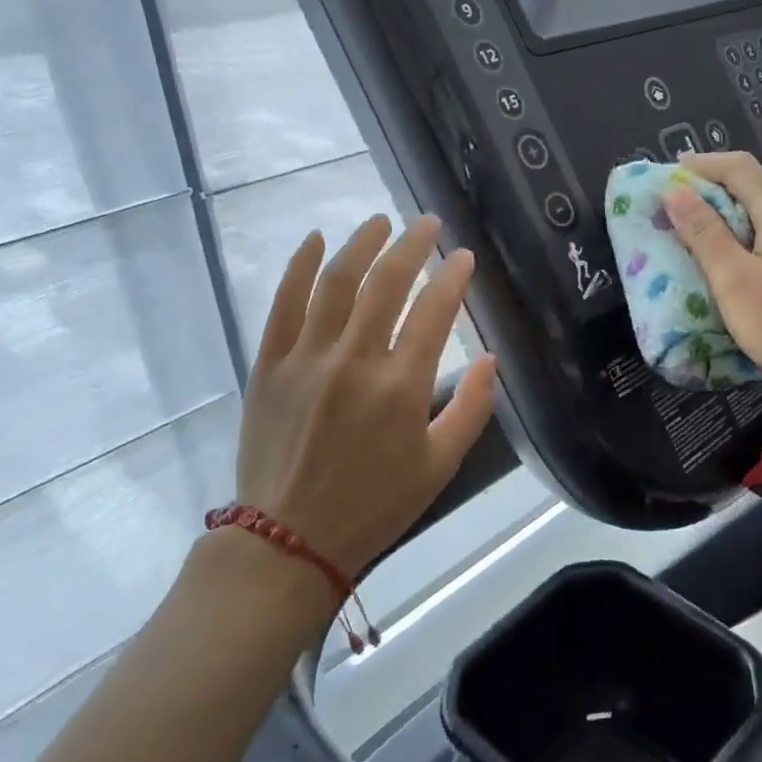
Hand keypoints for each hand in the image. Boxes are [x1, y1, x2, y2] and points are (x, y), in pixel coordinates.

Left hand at [232, 214, 496, 579]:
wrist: (290, 539)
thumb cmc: (374, 505)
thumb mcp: (440, 465)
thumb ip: (473, 409)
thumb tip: (492, 358)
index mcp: (402, 386)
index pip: (434, 311)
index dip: (452, 277)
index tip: (463, 257)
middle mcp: (355, 360)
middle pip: (386, 283)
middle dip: (412, 245)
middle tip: (426, 224)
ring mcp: (307, 358)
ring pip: (336, 282)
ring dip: (361, 244)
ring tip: (380, 222)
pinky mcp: (269, 364)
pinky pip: (283, 303)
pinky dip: (299, 267)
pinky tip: (315, 240)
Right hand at [662, 151, 761, 404]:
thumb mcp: (732, 279)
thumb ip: (703, 232)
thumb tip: (675, 191)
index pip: (740, 168)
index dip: (702, 165)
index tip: (668, 176)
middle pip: (754, 189)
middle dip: (712, 191)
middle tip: (675, 208)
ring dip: (729, 218)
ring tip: (697, 236)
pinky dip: (748, 240)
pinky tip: (734, 264)